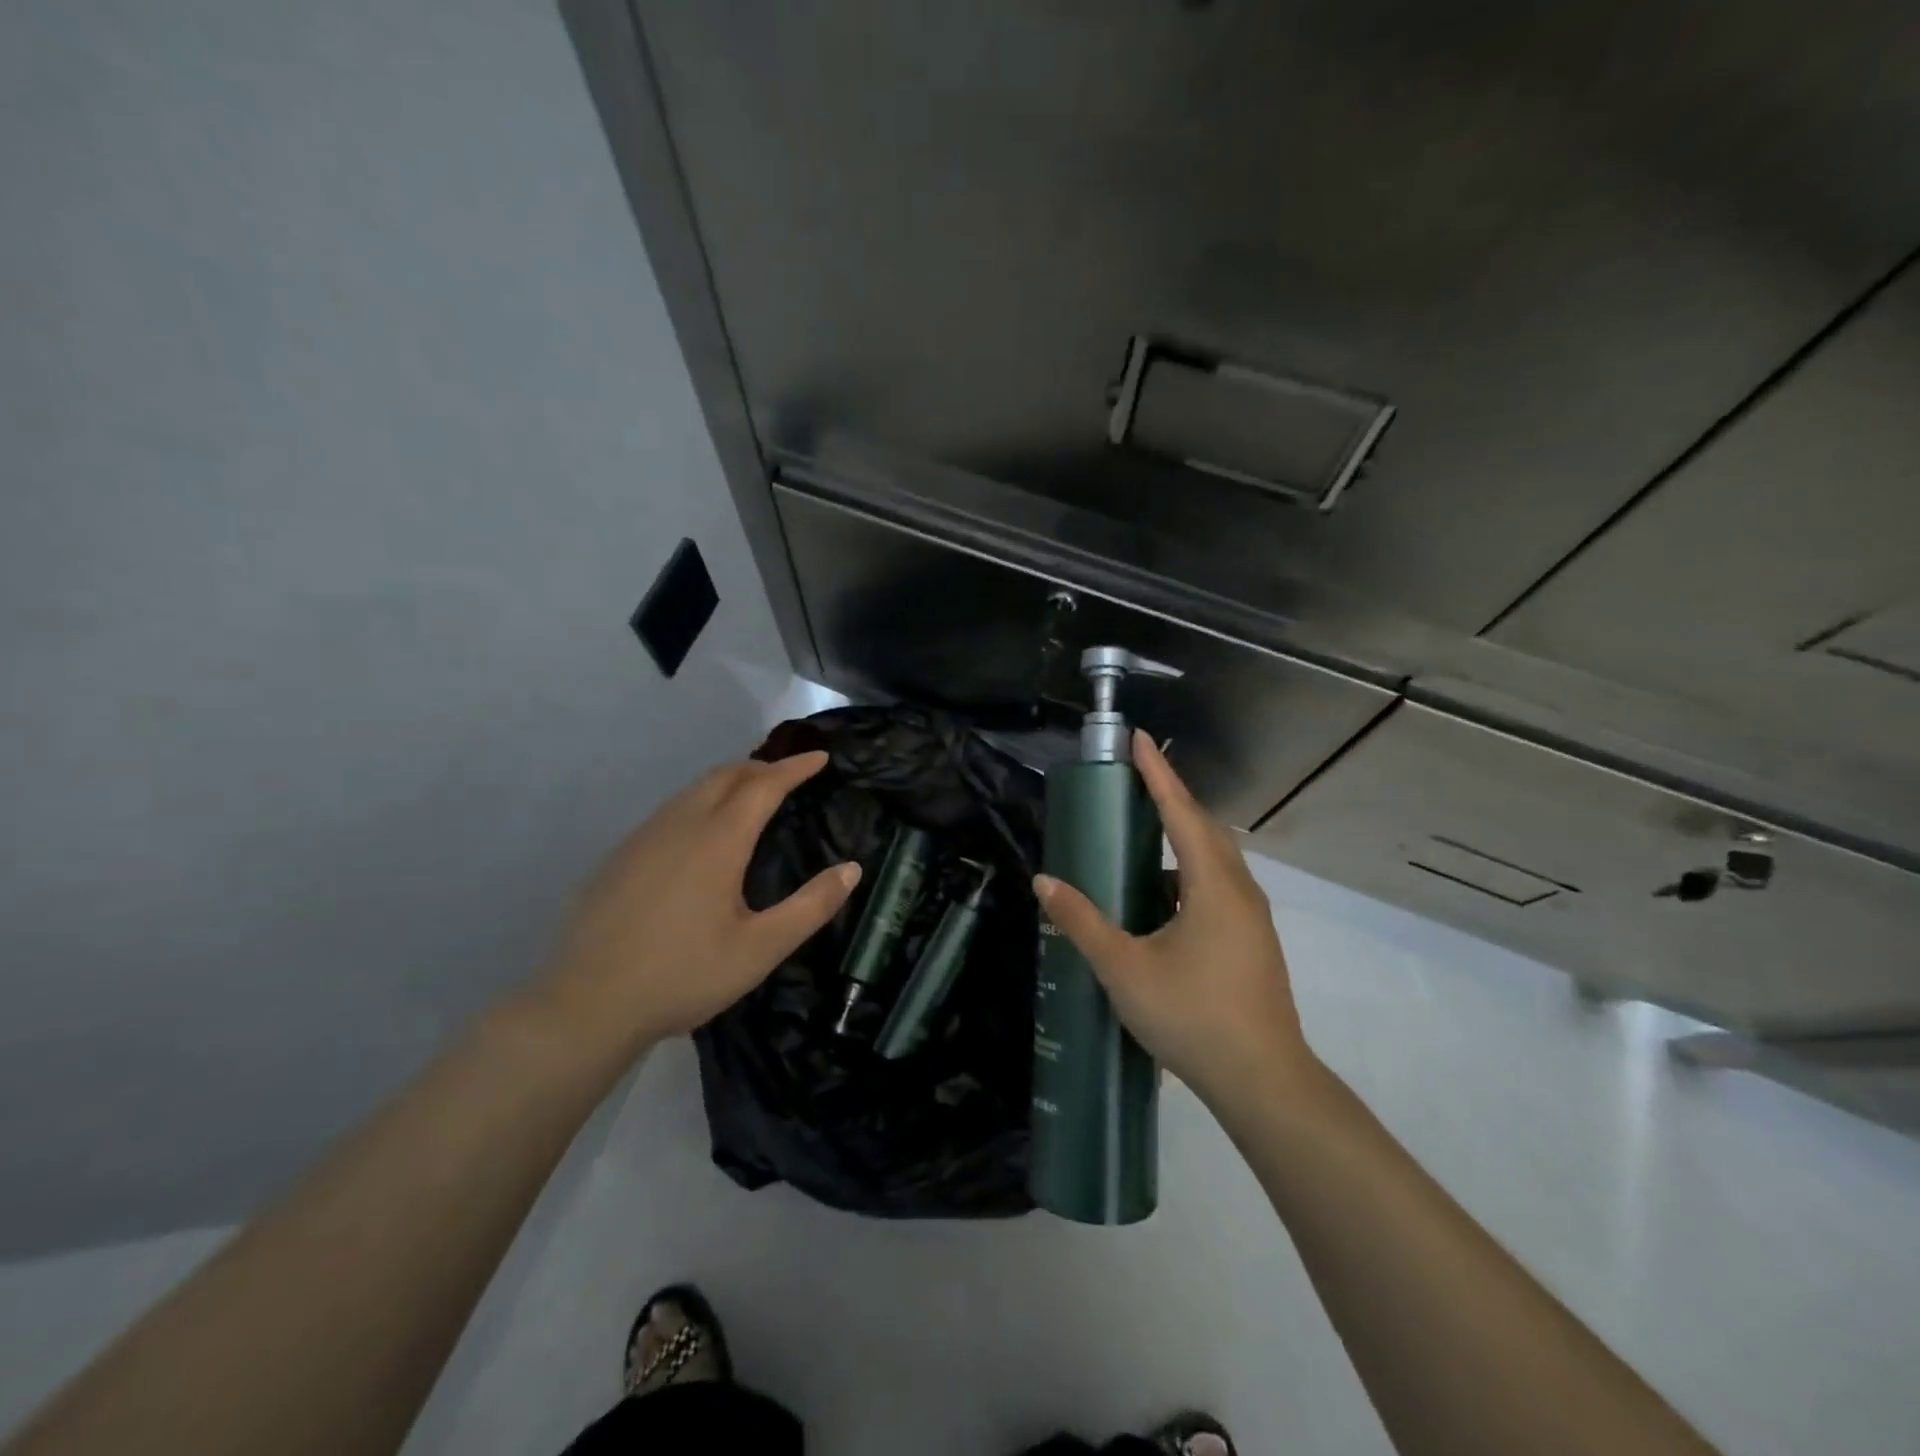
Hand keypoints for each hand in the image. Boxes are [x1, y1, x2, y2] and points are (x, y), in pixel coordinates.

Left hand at [532, 752, 860, 1052]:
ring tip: (752, 795)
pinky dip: (700, 802)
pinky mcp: (620, 856)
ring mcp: (643, 837)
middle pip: (725, 775)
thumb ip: (811, 906)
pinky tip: (701, 833)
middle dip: (762, 766)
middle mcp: (680, 825)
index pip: (764, 785)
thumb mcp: (761, 949)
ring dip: (729, 781)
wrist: (587, 1004)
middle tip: (790, 775)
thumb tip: (853, 869)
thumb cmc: (683, 975)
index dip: (795, 768)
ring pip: (694, 790)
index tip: (821, 758)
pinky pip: (670, 810)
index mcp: (718, 840)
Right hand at [1034, 732, 1314, 1109]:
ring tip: (1142, 836)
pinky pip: (1217, 887)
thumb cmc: (1192, 1016)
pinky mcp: (1252, 942)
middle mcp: (1240, 891)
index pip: (1181, 812)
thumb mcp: (1124, 968)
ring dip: (1182, 838)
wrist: (1263, 1082)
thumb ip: (1082, 921)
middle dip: (1170, 799)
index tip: (1138, 739)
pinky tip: (1160, 899)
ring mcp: (1252, 918)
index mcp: (1213, 886)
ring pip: (1214, 861)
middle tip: (1135, 781)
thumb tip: (1044, 881)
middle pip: (1205, 828)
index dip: (1157, 773)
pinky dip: (1188, 875)